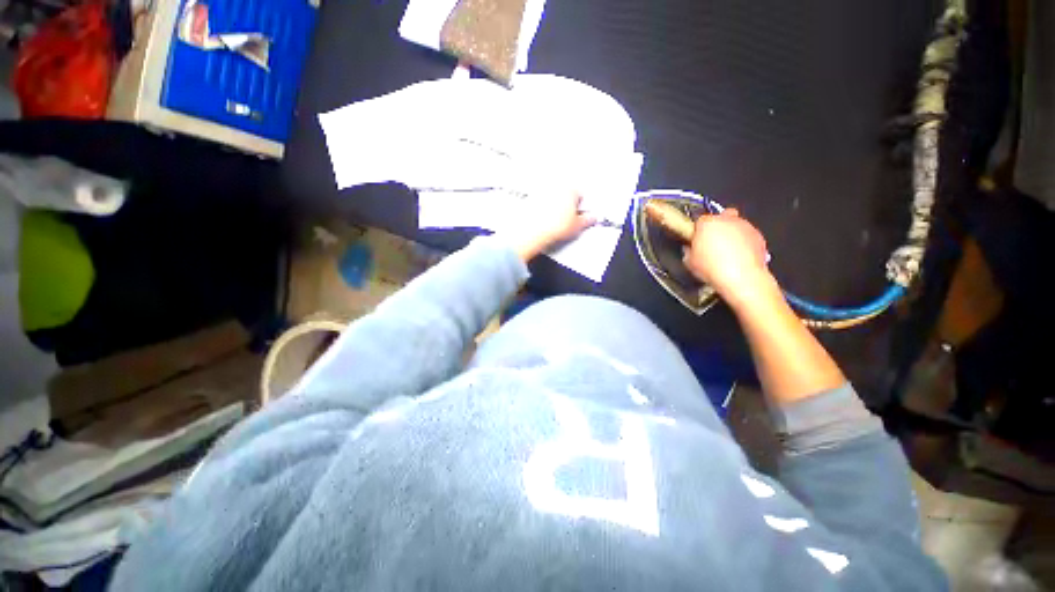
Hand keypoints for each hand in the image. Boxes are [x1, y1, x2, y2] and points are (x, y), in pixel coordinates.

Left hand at [506, 193, 595, 260]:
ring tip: (553, 220)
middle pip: (565, 193)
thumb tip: (591, 218)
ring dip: (554, 205)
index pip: (580, 195)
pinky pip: (539, 201)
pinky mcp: (529, 198)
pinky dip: (541, 208)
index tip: (578, 216)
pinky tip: (542, 219)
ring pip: (552, 197)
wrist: (532, 232)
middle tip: (566, 219)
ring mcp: (541, 191)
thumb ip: (587, 220)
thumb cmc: (552, 226)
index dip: (580, 207)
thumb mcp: (576, 226)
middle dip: (567, 204)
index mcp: (570, 189)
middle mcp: (555, 186)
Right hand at [683, 209, 775, 305]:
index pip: (700, 220)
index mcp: (707, 223)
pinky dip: (744, 242)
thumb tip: (690, 249)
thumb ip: (689, 250)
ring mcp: (745, 226)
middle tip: (712, 244)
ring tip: (726, 252)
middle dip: (716, 228)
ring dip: (731, 234)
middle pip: (720, 217)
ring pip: (736, 225)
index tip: (697, 240)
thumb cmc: (714, 269)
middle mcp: (727, 220)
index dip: (698, 230)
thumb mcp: (689, 262)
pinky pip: (748, 235)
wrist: (742, 278)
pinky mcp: (758, 235)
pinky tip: (738, 256)